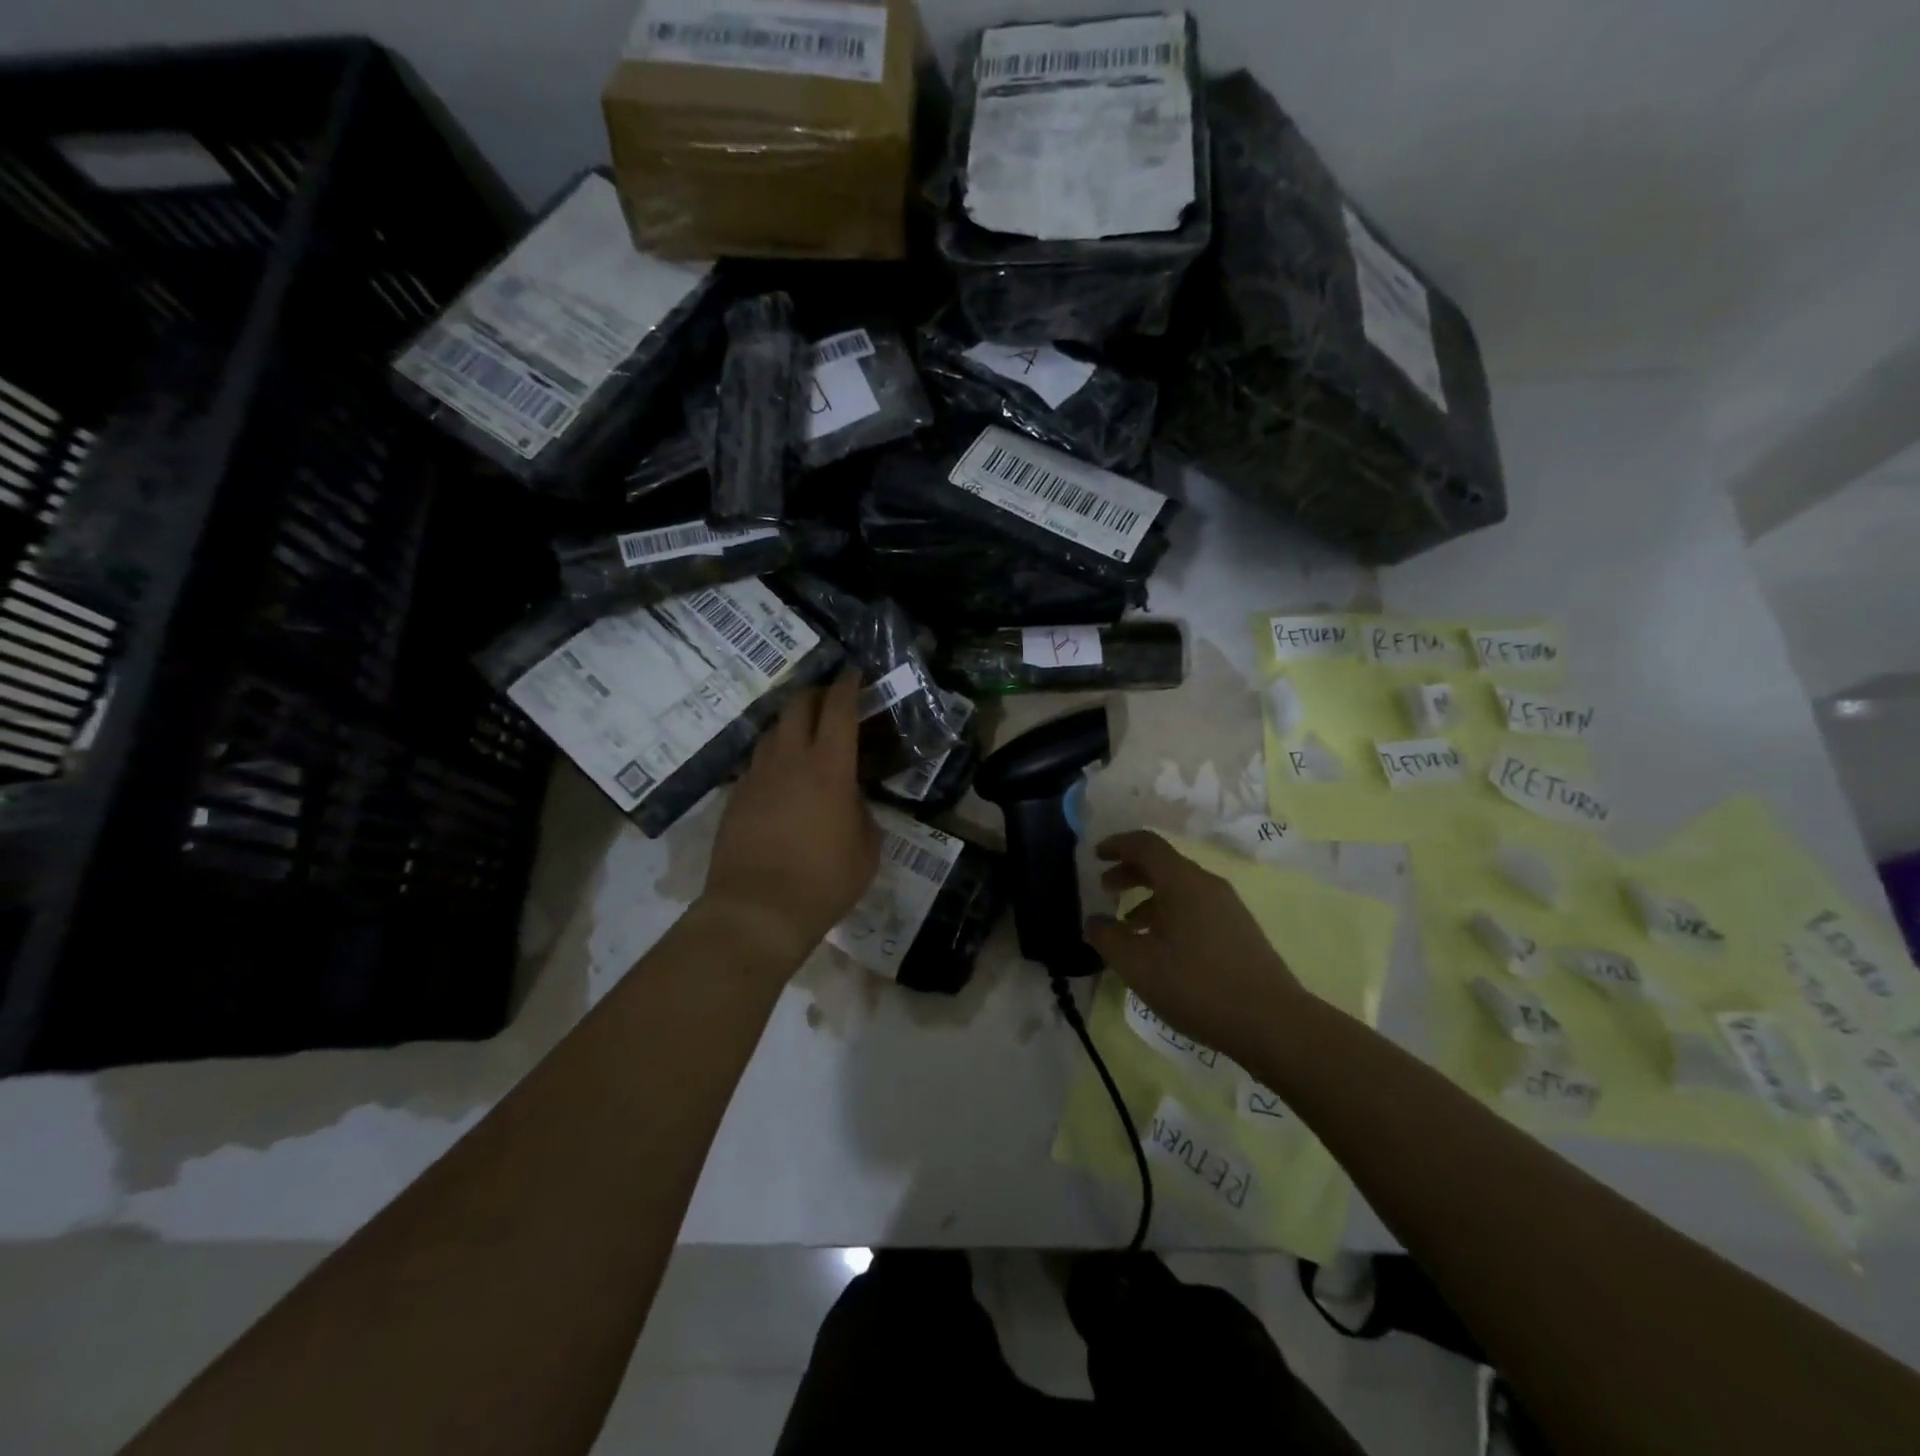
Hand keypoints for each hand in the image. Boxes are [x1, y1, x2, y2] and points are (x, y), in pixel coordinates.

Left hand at [701, 672, 880, 970]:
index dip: (848, 685)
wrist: (758, 911)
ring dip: (790, 723)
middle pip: (797, 706)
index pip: (839, 710)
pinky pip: (756, 762)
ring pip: (771, 731)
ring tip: (804, 735)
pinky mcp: (735, 797)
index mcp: (829, 768)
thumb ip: (862, 813)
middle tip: (830, 700)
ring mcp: (756, 776)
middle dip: (816, 693)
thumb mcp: (866, 848)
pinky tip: (780, 776)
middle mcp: (790, 761)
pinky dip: (772, 757)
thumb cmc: (824, 881)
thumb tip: (850, 800)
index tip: (854, 673)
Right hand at [1086, 831, 1303, 1066]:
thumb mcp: (1137, 965)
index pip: (1146, 844)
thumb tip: (1094, 921)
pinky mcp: (1240, 931)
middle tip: (1106, 889)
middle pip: (1163, 864)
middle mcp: (1207, 885)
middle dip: (1130, 872)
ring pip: (1181, 889)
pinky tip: (1161, 948)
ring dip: (1149, 898)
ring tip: (1128, 926)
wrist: (1272, 1023)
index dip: (1117, 844)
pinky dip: (1170, 915)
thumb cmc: (1196, 985)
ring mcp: (1229, 907)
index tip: (1096, 855)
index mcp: (1182, 881)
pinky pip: (1196, 908)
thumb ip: (1107, 937)